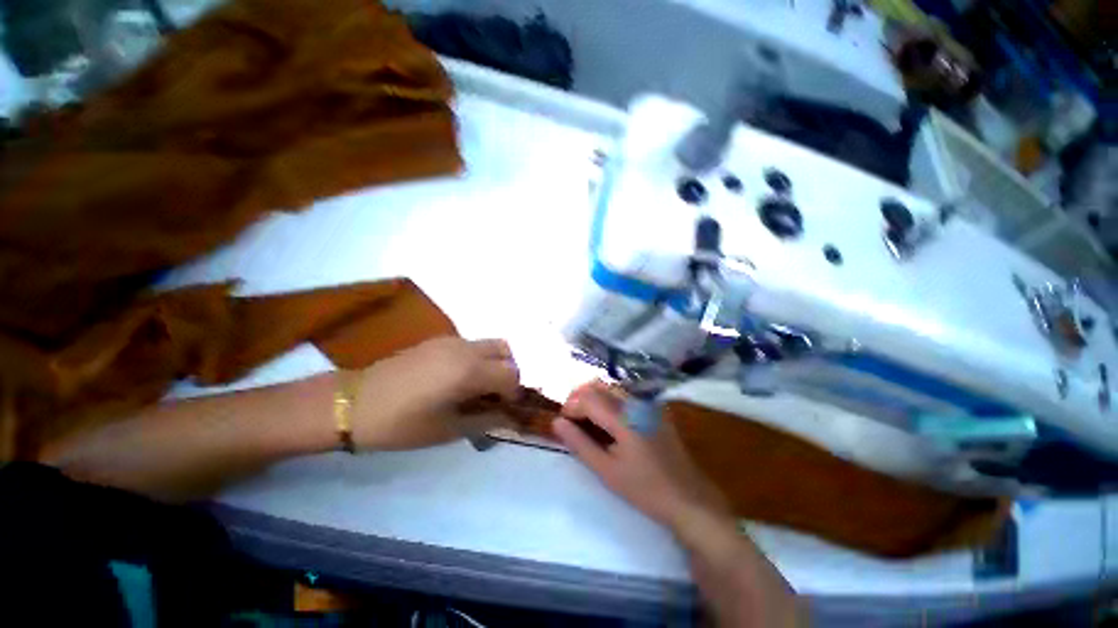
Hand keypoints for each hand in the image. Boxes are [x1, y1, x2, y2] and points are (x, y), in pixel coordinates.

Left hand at [352, 337, 519, 449]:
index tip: (503, 408)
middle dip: (508, 373)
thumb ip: (486, 421)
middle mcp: (465, 349)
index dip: (514, 393)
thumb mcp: (448, 430)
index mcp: (469, 371)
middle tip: (493, 396)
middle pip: (506, 351)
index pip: (512, 374)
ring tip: (476, 388)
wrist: (353, 403)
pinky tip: (456, 380)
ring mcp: (451, 341)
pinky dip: (477, 359)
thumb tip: (511, 418)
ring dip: (493, 364)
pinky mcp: (438, 341)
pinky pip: (471, 345)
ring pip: (489, 345)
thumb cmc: (401, 424)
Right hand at [552, 383, 729, 528]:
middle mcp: (635, 402)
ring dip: (594, 396)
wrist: (689, 498)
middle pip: (599, 385)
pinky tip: (607, 418)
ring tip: (585, 418)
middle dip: (579, 397)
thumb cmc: (645, 489)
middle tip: (571, 418)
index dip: (570, 407)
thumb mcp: (607, 471)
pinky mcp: (655, 408)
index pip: (587, 398)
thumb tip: (557, 422)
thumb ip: (580, 443)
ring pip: (612, 387)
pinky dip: (609, 399)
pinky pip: (625, 393)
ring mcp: (648, 403)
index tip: (563, 423)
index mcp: (624, 417)